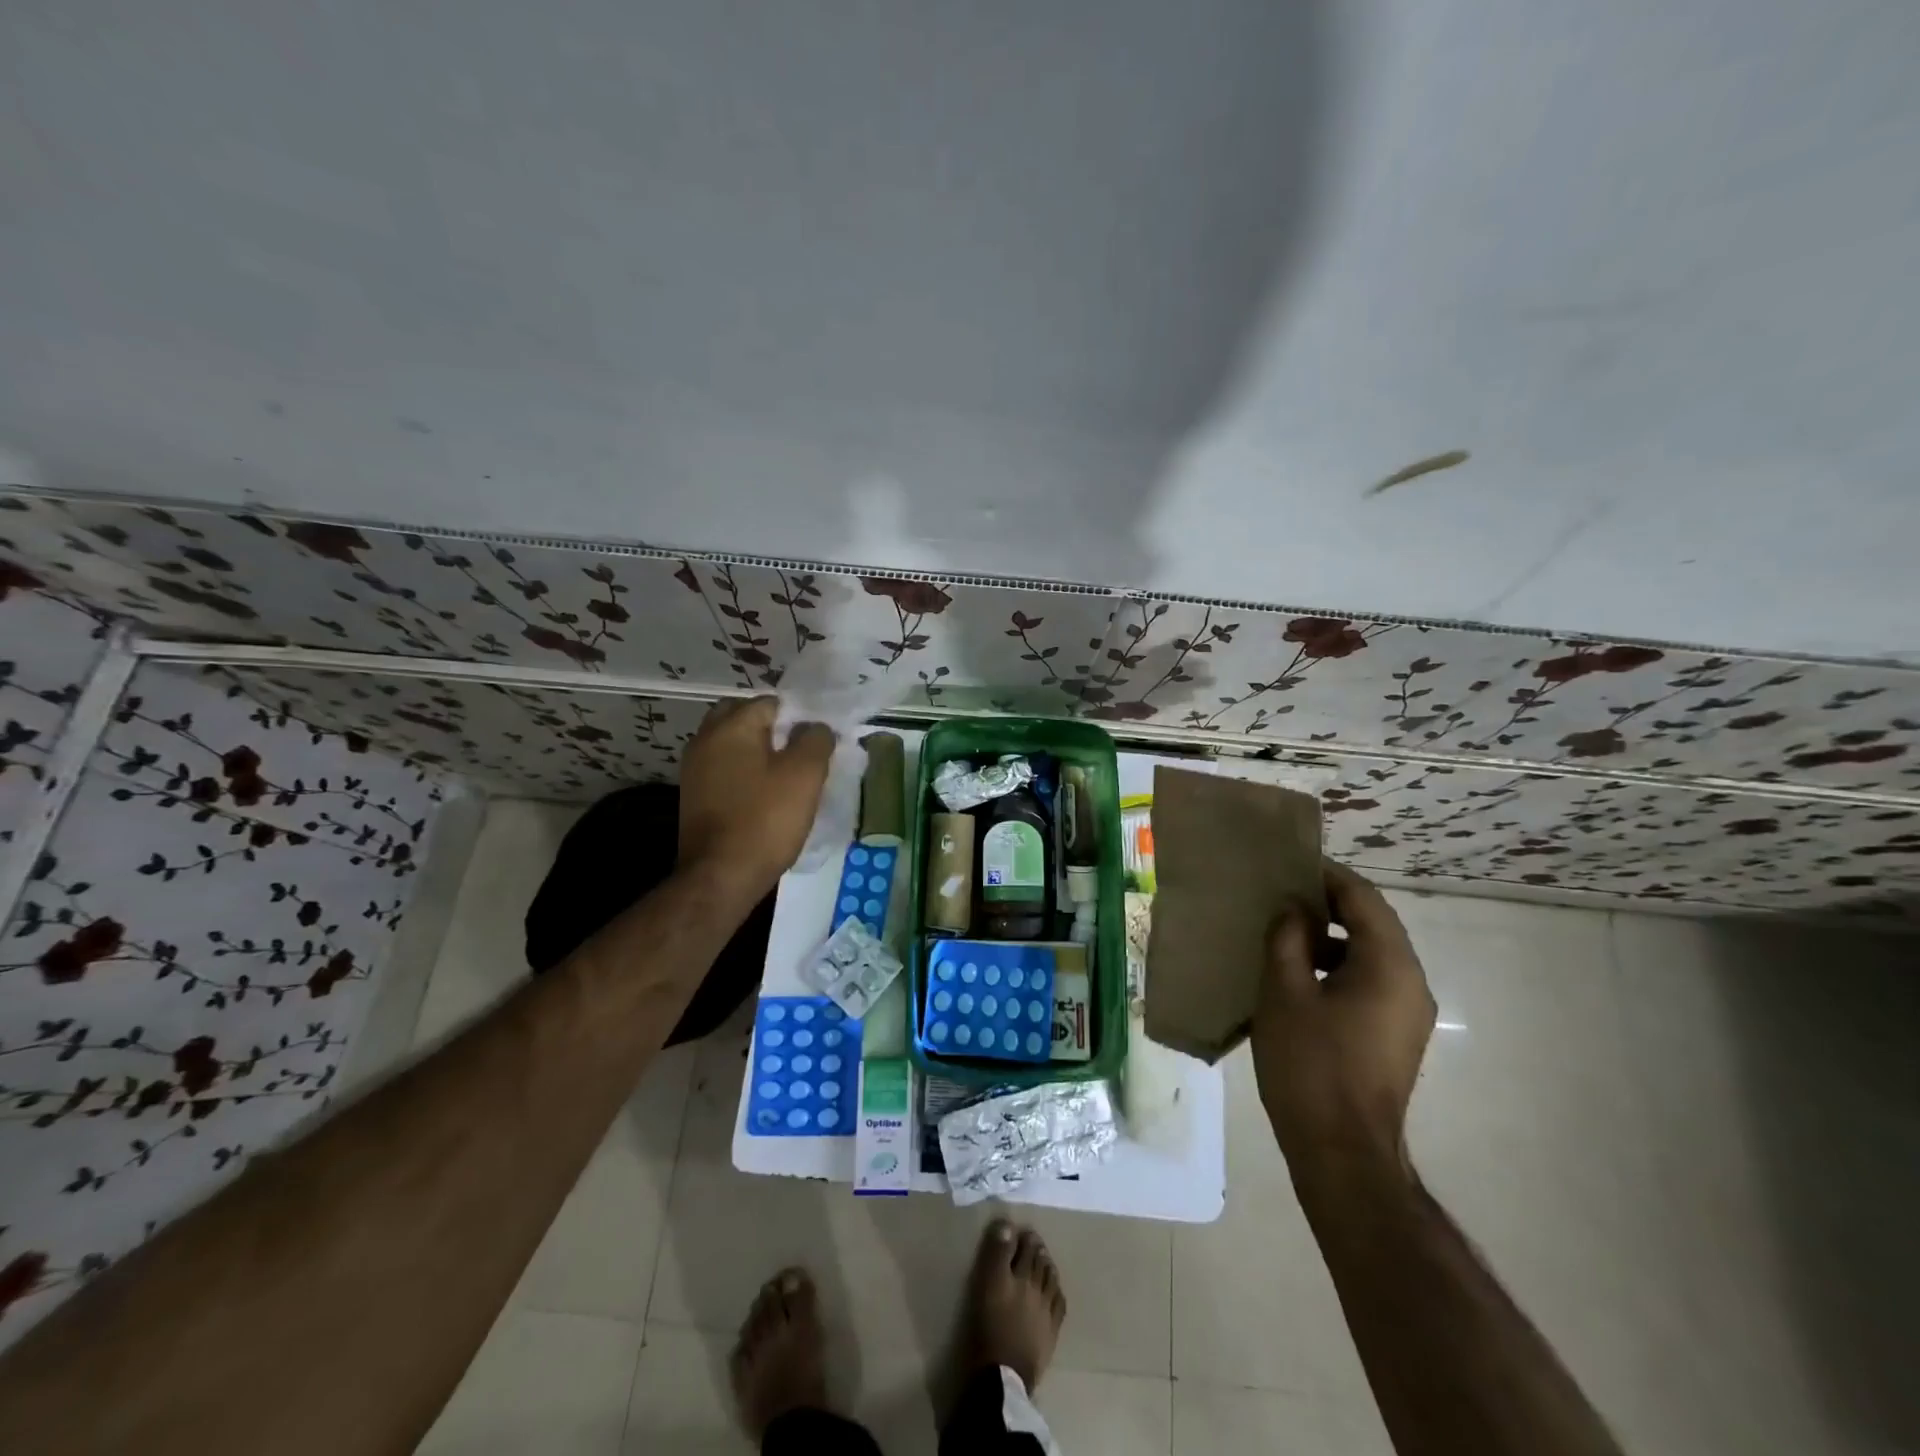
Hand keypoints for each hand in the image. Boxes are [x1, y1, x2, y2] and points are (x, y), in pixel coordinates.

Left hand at [677, 698, 834, 901]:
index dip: (799, 718)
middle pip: (744, 718)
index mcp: (732, 725)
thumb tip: (815, 727)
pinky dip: (743, 774)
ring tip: (785, 777)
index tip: (817, 743)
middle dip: (772, 730)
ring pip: (732, 745)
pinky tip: (762, 796)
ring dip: (756, 752)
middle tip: (798, 754)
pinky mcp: (693, 795)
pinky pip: (723, 770)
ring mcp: (694, 768)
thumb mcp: (805, 775)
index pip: (771, 703)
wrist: (720, 876)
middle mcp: (705, 738)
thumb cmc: (766, 819)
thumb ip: (816, 739)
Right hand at [1251, 861, 1435, 1184]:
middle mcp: (1410, 982)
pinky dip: (1338, 966)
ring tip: (1283, 932)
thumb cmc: (1310, 1064)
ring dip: (1330, 937)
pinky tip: (1298, 976)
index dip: (1326, 876)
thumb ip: (1287, 939)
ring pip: (1371, 953)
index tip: (1290, 865)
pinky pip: (1370, 981)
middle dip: (1328, 904)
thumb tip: (1293, 910)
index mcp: (1389, 965)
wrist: (1342, 1151)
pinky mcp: (1396, 1035)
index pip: (1363, 898)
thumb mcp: (1284, 992)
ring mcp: (1407, 1012)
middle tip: (1281, 894)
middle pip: (1372, 923)